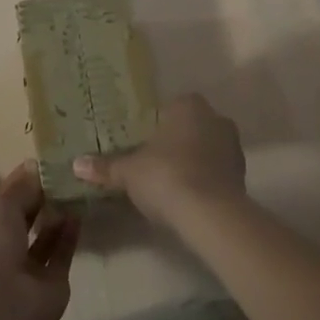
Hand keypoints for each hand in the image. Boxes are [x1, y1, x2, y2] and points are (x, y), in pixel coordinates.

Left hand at [0, 162, 78, 319]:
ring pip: (47, 235)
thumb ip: (21, 187)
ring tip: (77, 189)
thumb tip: (35, 165)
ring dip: (59, 215)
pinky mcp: (53, 281)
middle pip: (29, 216)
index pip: (8, 198)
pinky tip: (80, 214)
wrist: (2, 308)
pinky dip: (70, 235)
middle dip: (44, 197)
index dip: (25, 180)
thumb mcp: (1, 207)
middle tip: (68, 173)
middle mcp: (8, 245)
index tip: (48, 160)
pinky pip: (63, 253)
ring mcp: (30, 266)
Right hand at [72, 93, 246, 229]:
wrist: (210, 214)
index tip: (144, 140)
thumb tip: (76, 165)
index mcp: (188, 106)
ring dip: (194, 160)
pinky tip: (187, 197)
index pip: (173, 105)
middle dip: (177, 140)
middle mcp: (215, 119)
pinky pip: (217, 171)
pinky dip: (205, 180)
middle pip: (192, 126)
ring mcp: (233, 148)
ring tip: (170, 181)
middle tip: (154, 159)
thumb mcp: (128, 172)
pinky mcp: (242, 177)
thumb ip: (105, 167)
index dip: (158, 122)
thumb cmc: (165, 176)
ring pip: (207, 148)